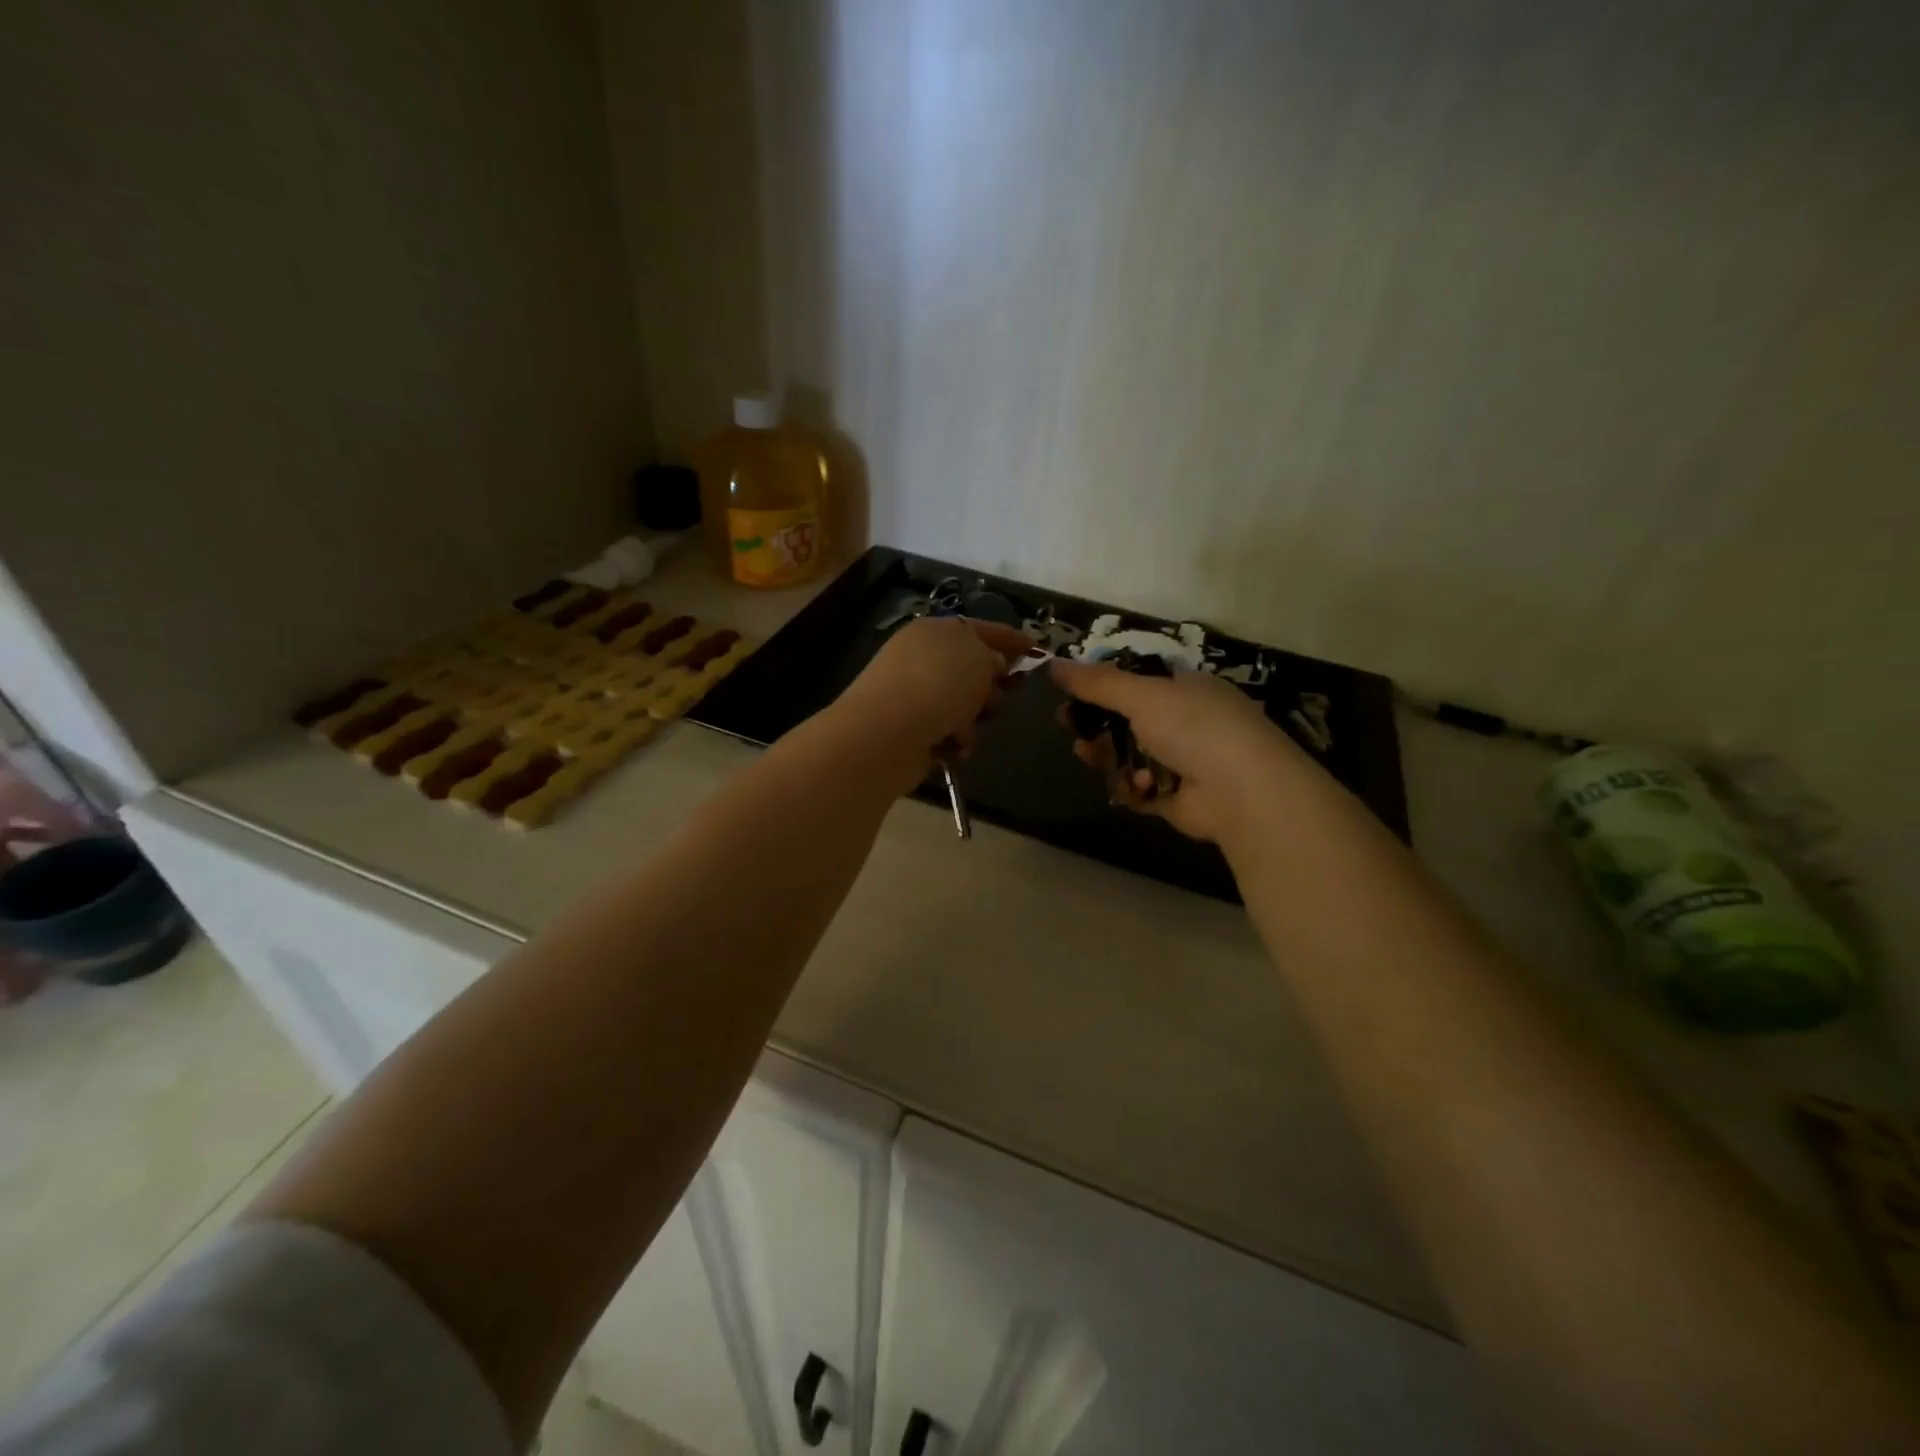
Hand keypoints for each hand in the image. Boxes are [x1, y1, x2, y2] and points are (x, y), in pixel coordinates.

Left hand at [838, 616, 1032, 762]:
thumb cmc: (938, 684)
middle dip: (992, 686)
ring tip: (968, 728)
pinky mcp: (911, 729)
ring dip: (975, 718)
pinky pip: (948, 732)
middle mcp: (922, 658)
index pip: (981, 628)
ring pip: (964, 704)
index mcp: (935, 631)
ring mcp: (914, 695)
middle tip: (1001, 696)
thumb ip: (994, 656)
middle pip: (973, 670)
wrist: (887, 733)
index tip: (1036, 649)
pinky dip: (956, 740)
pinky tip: (954, 746)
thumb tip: (991, 666)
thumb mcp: (978, 658)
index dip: (1010, 638)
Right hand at [1050, 659, 1310, 843]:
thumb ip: (1097, 682)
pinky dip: (1133, 788)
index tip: (1070, 694)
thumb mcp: (1142, 695)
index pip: (1138, 683)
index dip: (1103, 688)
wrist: (1241, 790)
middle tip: (1069, 726)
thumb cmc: (1194, 727)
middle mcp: (1188, 723)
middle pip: (1129, 722)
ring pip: (1131, 757)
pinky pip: (1142, 791)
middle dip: (1098, 725)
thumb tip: (1053, 663)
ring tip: (1086, 754)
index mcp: (1187, 689)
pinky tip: (1134, 785)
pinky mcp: (1178, 799)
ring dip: (1108, 756)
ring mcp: (1185, 762)